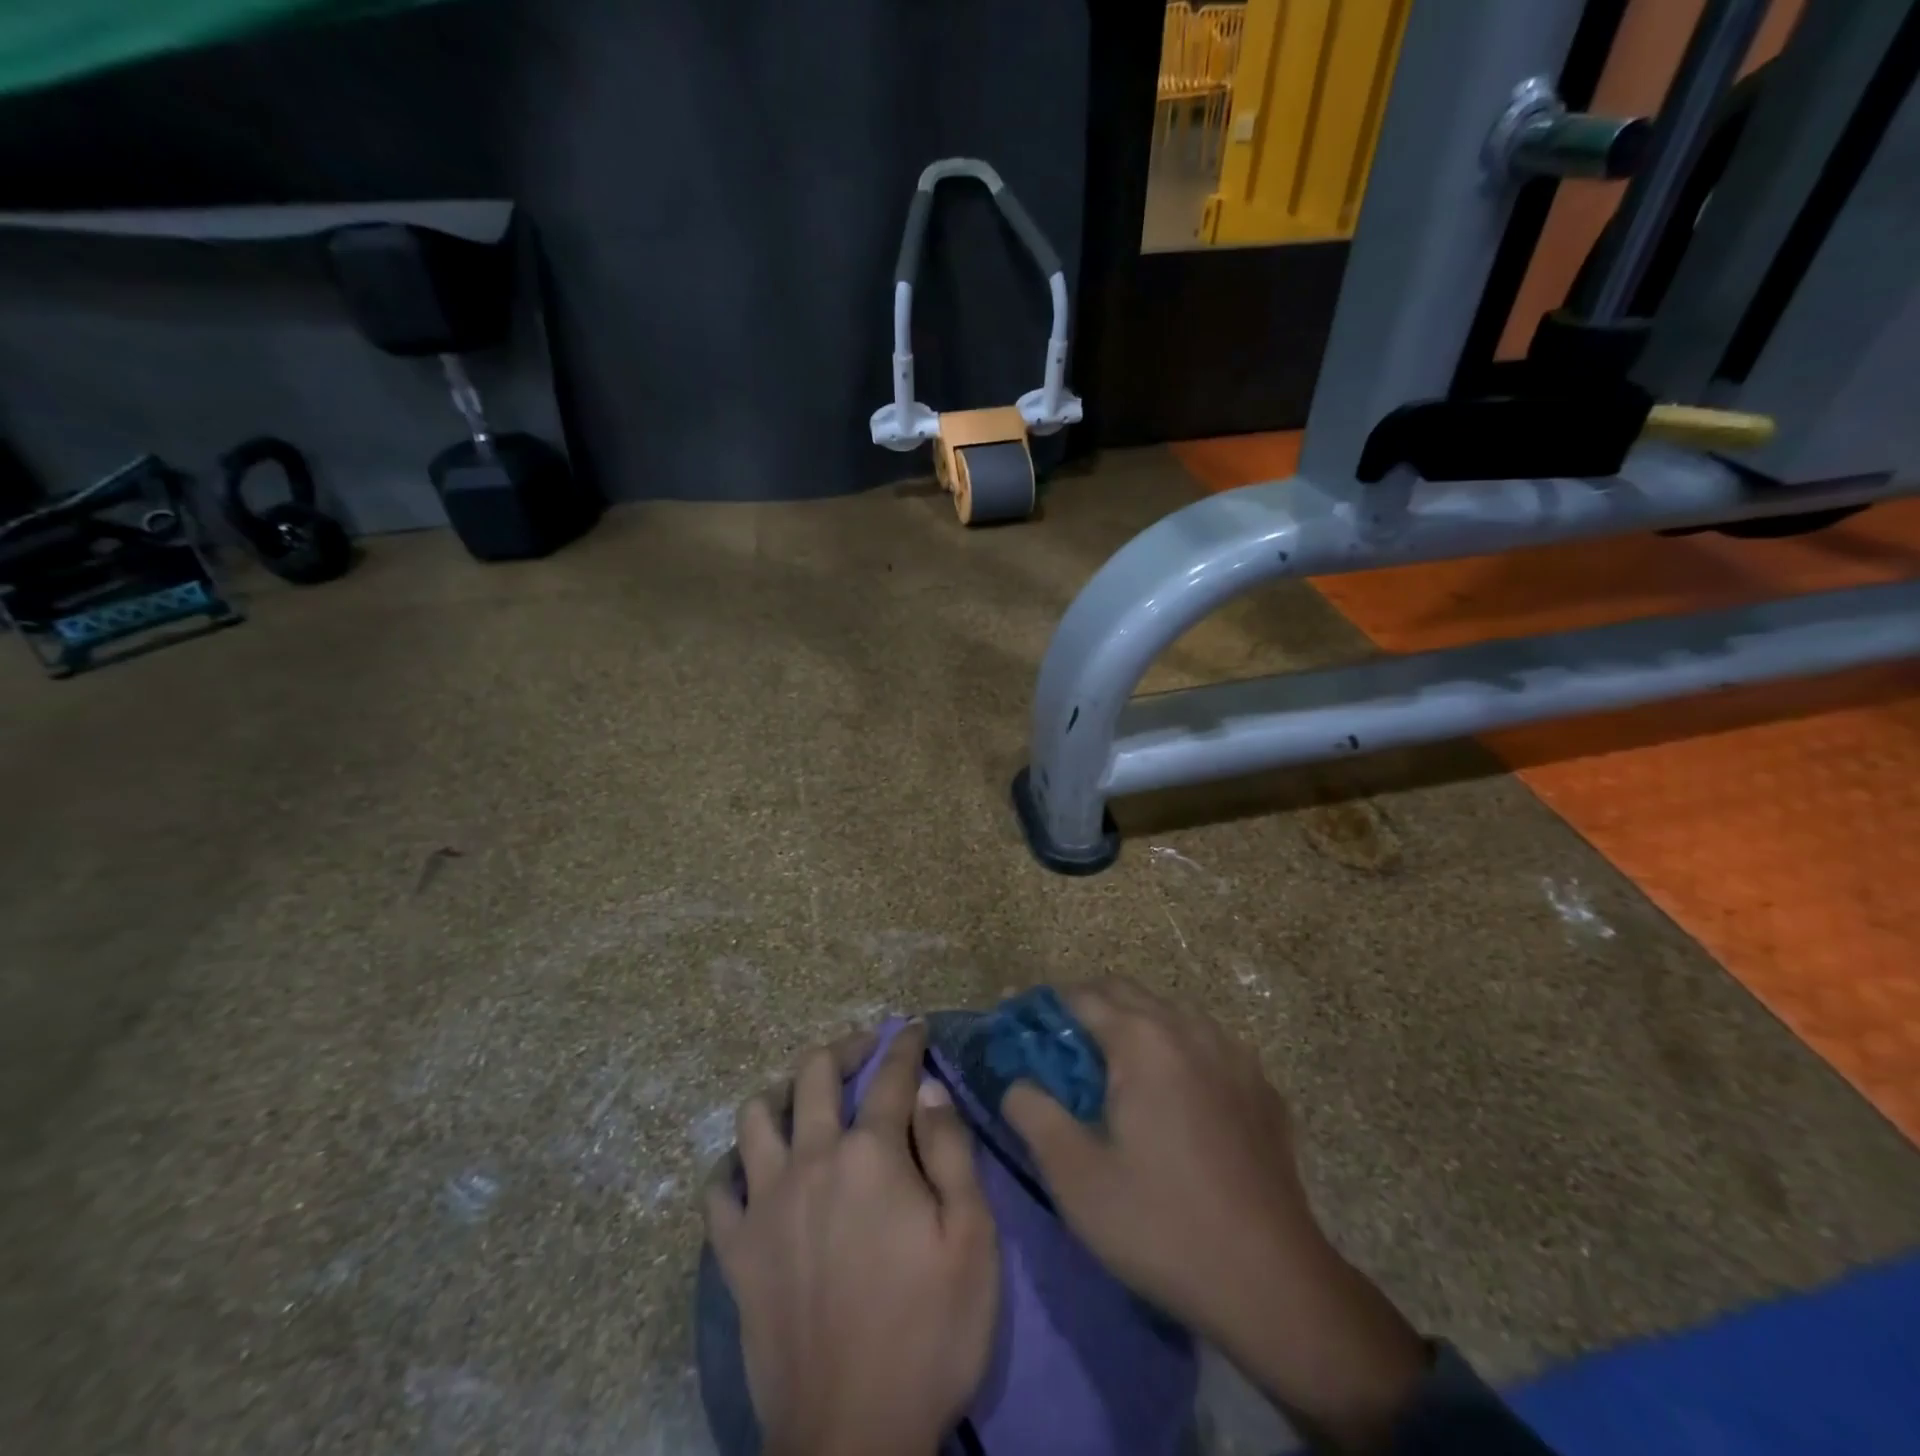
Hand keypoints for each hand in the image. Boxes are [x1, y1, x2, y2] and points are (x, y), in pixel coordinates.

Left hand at [704, 1022, 999, 1455]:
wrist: (853, 1438)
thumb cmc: (929, 1332)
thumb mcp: (971, 1239)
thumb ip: (951, 1151)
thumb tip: (929, 1088)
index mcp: (871, 1154)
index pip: (891, 1076)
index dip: (905, 1045)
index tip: (912, 1027)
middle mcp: (812, 1160)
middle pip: (814, 1073)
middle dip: (843, 1048)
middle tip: (864, 1051)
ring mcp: (766, 1204)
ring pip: (755, 1116)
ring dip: (782, 1093)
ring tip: (804, 1102)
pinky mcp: (736, 1252)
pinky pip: (719, 1189)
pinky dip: (736, 1167)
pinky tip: (754, 1171)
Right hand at [1003, 982, 1425, 1455]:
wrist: (1274, 1284)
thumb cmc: (1161, 1224)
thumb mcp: (1075, 1176)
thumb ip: (1033, 1113)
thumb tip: (1016, 1082)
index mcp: (1142, 1040)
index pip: (1079, 996)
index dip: (1042, 1006)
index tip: (1016, 1024)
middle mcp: (1188, 1029)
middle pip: (1125, 993)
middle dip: (1085, 1008)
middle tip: (1057, 1049)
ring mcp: (1233, 1054)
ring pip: (1169, 1014)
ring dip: (1133, 1025)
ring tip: (1112, 1070)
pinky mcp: (1261, 1086)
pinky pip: (1206, 1045)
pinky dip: (1175, 1050)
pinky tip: (1173, 1095)